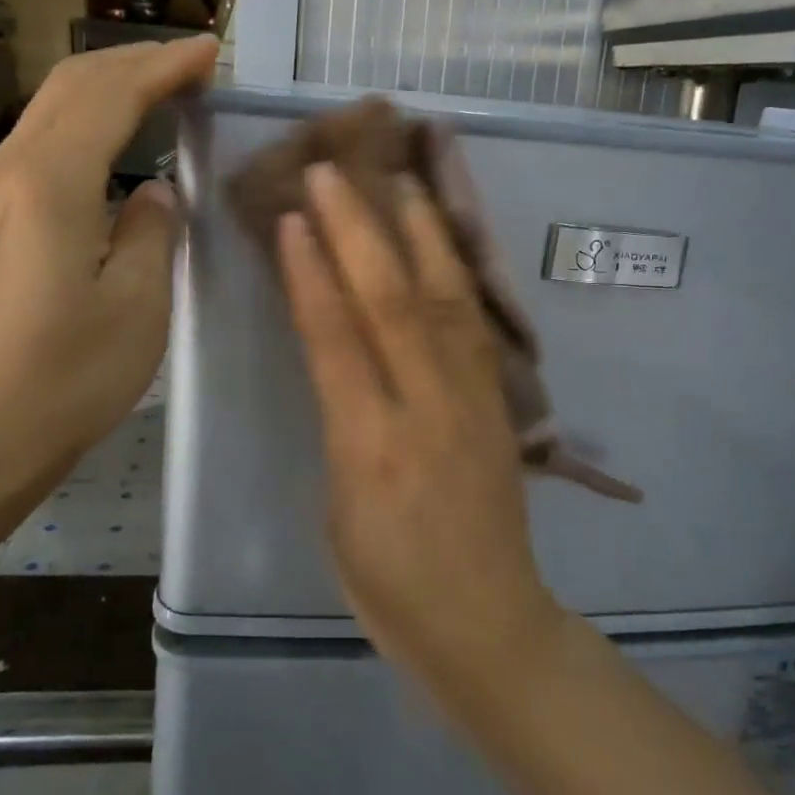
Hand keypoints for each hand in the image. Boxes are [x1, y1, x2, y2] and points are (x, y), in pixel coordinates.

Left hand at [0, 35, 217, 511]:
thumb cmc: (68, 378)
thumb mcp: (139, 304)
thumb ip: (153, 229)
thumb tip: (152, 190)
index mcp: (51, 184)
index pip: (111, 95)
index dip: (163, 66)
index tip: (210, 52)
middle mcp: (9, 171)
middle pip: (72, 85)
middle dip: (135, 62)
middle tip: (193, 63)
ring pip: (51, 109)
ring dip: (109, 87)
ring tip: (163, 90)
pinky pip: (41, 143)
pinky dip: (86, 122)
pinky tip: (117, 141)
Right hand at [277, 162, 565, 693]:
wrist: (486, 621)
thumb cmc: (388, 583)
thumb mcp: (337, 509)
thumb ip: (339, 422)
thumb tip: (338, 357)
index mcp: (369, 447)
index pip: (337, 339)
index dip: (312, 273)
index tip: (293, 219)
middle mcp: (425, 409)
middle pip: (391, 303)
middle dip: (359, 230)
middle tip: (333, 173)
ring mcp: (472, 400)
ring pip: (445, 299)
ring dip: (420, 232)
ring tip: (399, 180)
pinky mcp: (500, 402)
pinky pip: (476, 324)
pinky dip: (457, 272)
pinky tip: (443, 240)